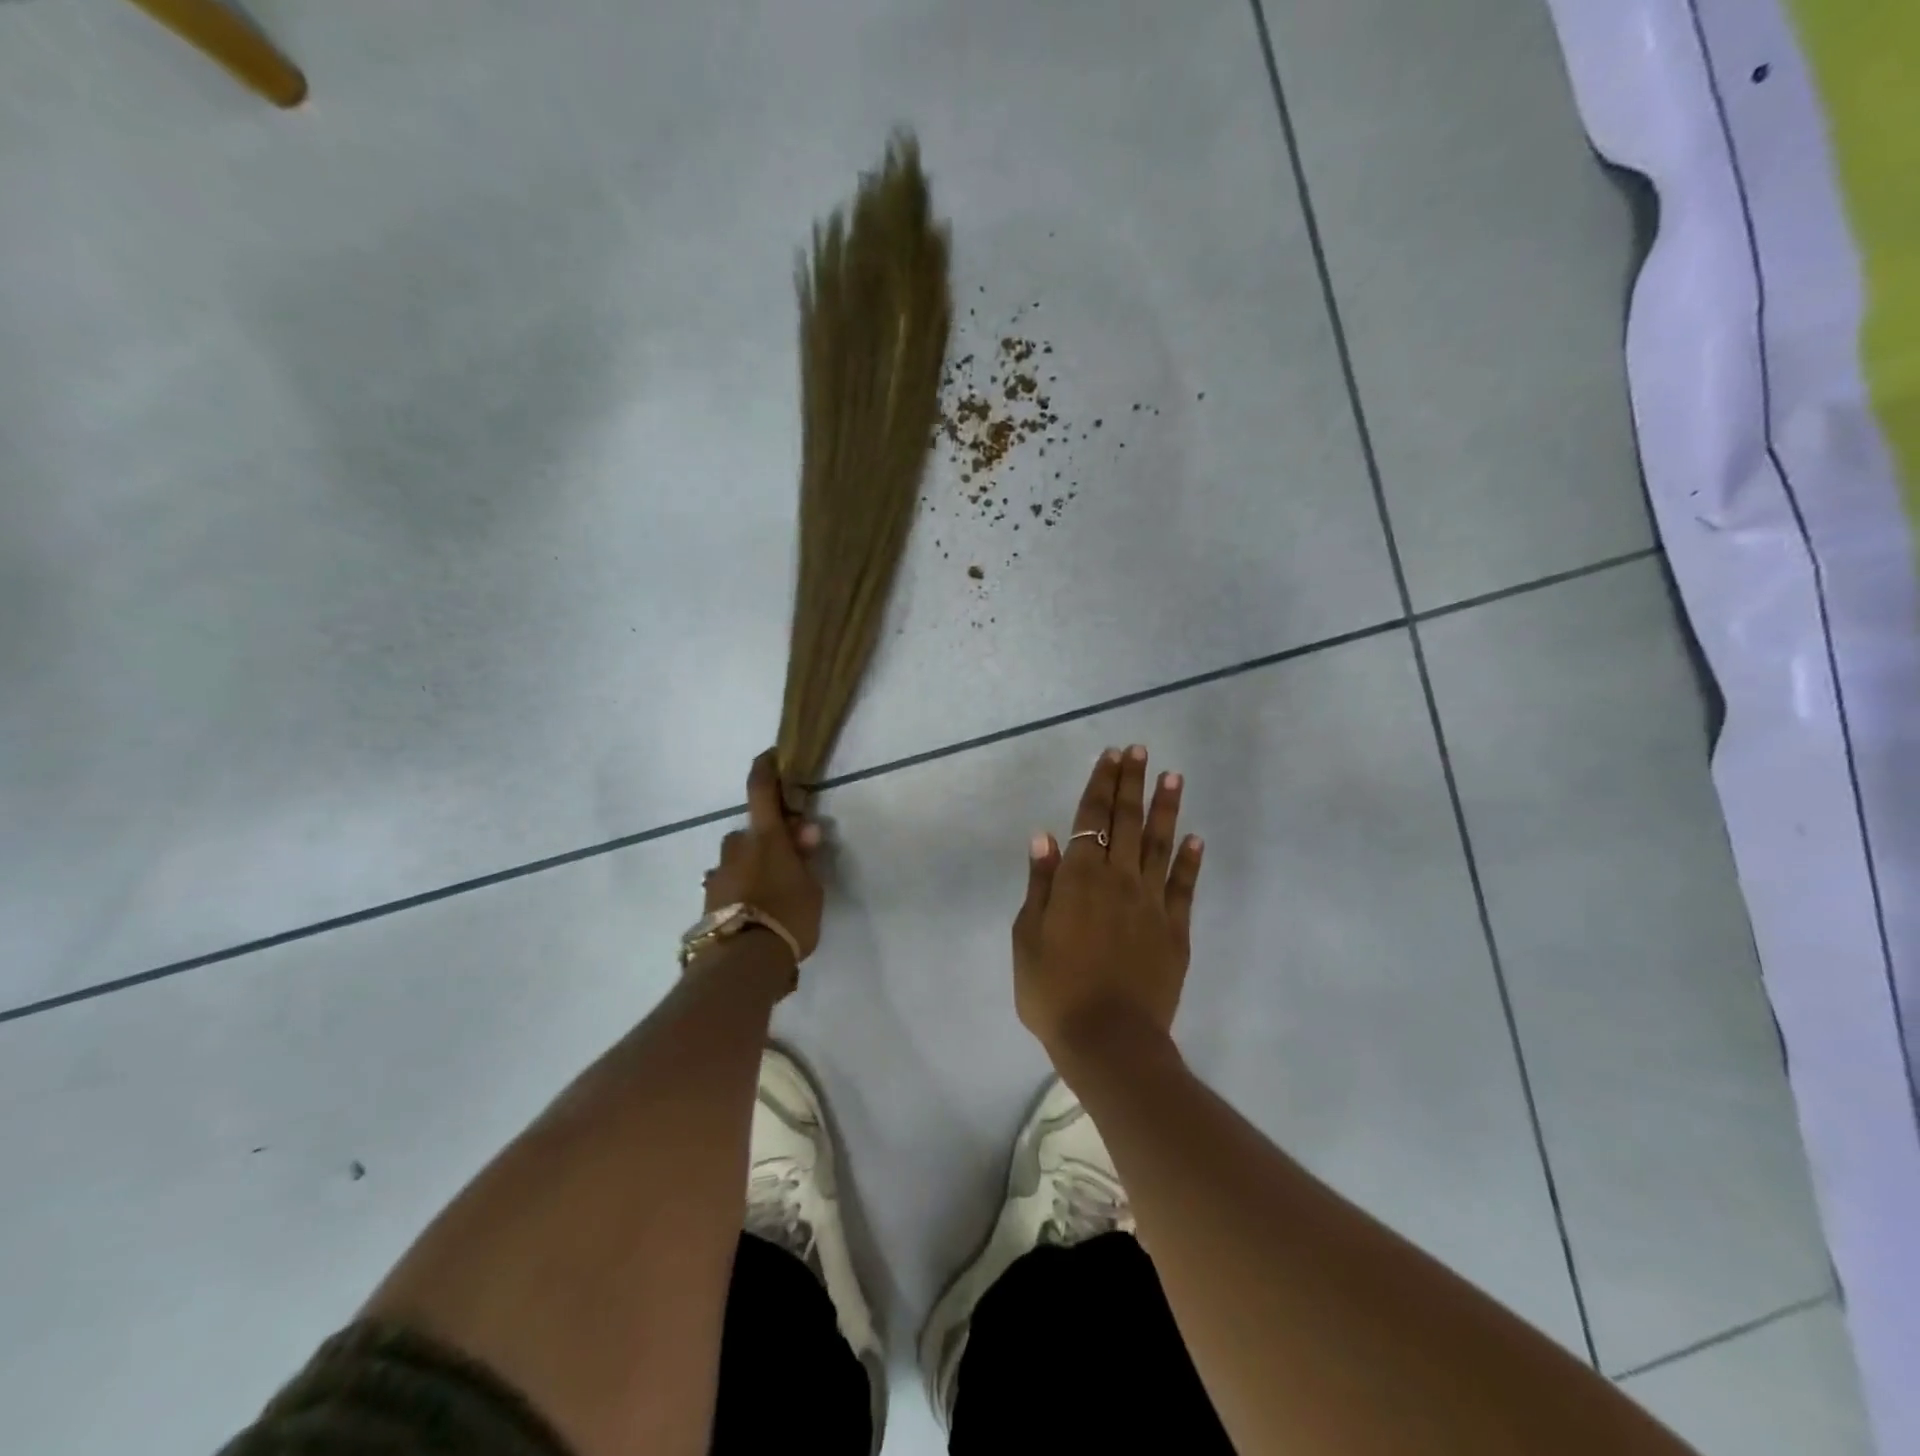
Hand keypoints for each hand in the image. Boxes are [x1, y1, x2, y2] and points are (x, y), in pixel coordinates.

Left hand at [702, 750, 824, 959]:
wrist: (742, 962)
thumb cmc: (788, 916)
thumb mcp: (812, 887)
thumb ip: (806, 857)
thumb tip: (804, 829)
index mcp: (766, 838)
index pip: (761, 791)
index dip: (765, 769)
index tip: (770, 757)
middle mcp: (736, 849)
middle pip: (749, 834)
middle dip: (766, 842)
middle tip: (789, 863)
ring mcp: (717, 876)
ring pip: (736, 861)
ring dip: (750, 868)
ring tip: (771, 896)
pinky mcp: (707, 902)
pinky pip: (727, 886)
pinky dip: (739, 891)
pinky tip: (753, 913)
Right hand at [1012, 745, 1204, 1058]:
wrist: (1108, 1040)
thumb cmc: (1053, 991)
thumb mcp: (1028, 937)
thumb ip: (1040, 884)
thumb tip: (1046, 837)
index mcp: (1079, 878)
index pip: (1091, 818)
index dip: (1101, 784)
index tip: (1112, 756)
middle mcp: (1118, 880)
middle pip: (1127, 822)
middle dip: (1133, 783)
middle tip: (1141, 752)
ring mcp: (1151, 903)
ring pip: (1159, 845)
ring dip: (1166, 809)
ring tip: (1173, 777)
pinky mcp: (1175, 930)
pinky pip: (1184, 887)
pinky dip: (1189, 861)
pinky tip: (1195, 839)